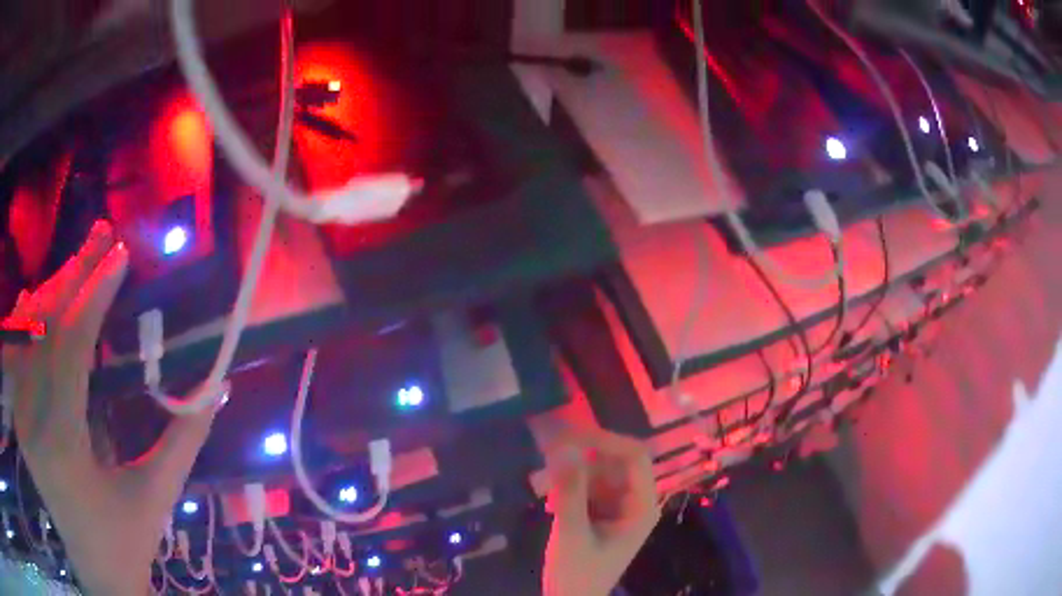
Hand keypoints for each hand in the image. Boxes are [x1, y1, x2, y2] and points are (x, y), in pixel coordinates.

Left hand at [2, 221, 215, 594]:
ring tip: (81, 262)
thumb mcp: (156, 495)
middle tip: (102, 236)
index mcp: (63, 445)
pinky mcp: (19, 419)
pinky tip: (41, 298)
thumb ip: (183, 438)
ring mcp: (21, 419)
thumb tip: (218, 386)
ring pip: (30, 336)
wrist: (95, 574)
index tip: (120, 255)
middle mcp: (32, 423)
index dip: (95, 294)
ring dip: (55, 293)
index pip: (72, 346)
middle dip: (74, 276)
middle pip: (46, 328)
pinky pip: (21, 356)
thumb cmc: (126, 542)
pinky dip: (33, 321)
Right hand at [542, 428, 659, 595]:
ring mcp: (617, 506)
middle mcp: (634, 500)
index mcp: (641, 506)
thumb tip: (563, 448)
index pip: (634, 457)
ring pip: (597, 471)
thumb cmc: (578, 574)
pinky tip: (549, 505)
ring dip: (570, 475)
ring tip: (545, 492)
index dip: (606, 440)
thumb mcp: (571, 533)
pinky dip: (567, 488)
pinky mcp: (600, 511)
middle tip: (547, 454)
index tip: (569, 436)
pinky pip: (586, 486)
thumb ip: (569, 492)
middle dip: (582, 456)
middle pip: (614, 461)